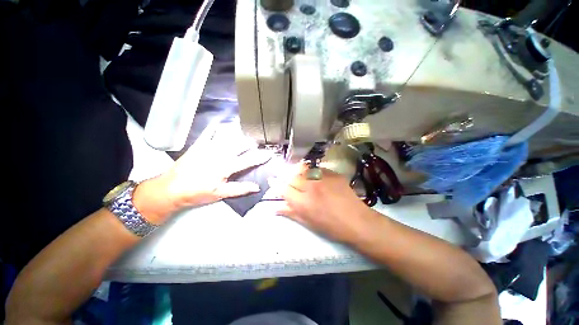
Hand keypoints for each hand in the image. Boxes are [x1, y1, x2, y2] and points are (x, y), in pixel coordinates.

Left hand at [135, 123, 271, 223]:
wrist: (170, 189)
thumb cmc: (197, 193)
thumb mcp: (220, 194)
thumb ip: (240, 189)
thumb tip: (257, 187)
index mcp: (226, 167)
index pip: (248, 160)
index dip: (260, 157)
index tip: (269, 153)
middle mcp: (220, 154)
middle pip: (240, 145)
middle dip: (252, 142)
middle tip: (261, 139)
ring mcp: (209, 147)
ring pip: (227, 136)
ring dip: (238, 132)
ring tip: (247, 128)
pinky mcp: (199, 145)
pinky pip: (209, 132)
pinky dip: (216, 126)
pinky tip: (221, 121)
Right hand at [277, 165, 375, 242]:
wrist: (357, 221)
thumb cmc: (331, 227)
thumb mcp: (308, 223)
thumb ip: (291, 212)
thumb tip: (274, 208)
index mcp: (303, 203)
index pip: (283, 189)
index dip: (275, 184)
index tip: (272, 180)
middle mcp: (311, 187)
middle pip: (292, 176)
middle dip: (285, 177)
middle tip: (286, 179)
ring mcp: (323, 179)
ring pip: (303, 169)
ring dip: (298, 172)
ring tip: (300, 176)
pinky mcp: (333, 174)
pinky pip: (317, 169)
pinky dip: (313, 172)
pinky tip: (315, 177)